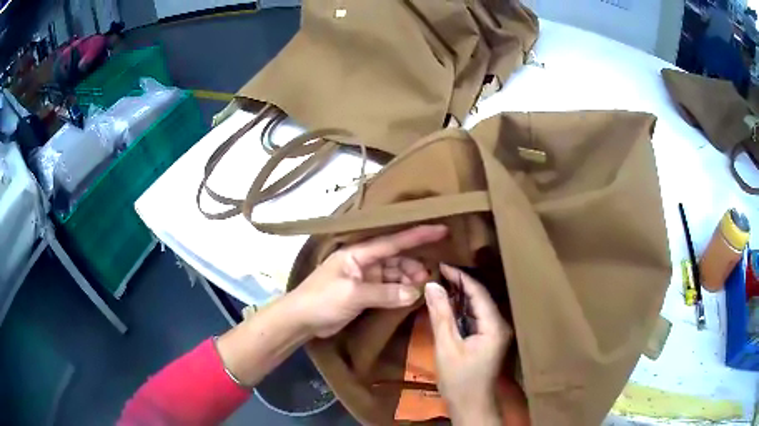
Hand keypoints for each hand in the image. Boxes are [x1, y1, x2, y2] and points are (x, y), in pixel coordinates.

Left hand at [289, 225, 446, 337]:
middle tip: (430, 276)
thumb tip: (414, 293)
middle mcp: (362, 262)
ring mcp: (363, 278)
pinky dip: (399, 292)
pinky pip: (387, 289)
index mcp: (357, 254)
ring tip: (422, 288)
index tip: (441, 230)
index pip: (392, 242)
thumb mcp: (353, 295)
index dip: (417, 235)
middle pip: (395, 258)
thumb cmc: (322, 300)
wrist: (301, 320)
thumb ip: (384, 293)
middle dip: (413, 265)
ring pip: (393, 274)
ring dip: (407, 280)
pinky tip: (410, 297)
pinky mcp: (363, 294)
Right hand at [425, 264, 510, 425]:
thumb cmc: (458, 379)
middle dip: (461, 283)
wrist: (470, 404)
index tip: (441, 265)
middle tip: (438, 271)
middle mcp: (500, 324)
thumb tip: (432, 285)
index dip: (461, 276)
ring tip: (440, 282)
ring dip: (461, 294)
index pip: (479, 292)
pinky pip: (476, 316)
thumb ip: (440, 315)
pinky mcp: (489, 337)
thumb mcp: (446, 346)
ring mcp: (496, 331)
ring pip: (479, 305)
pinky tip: (448, 303)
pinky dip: (462, 308)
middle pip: (481, 296)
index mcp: (494, 325)